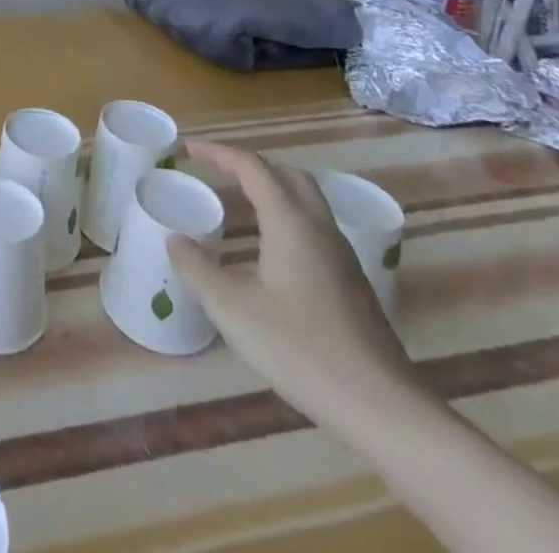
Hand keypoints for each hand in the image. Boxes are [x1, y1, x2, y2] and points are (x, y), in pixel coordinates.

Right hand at [166, 140, 420, 426]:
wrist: (383, 409)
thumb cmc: (301, 348)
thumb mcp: (232, 309)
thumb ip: (197, 269)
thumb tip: (175, 241)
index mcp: (290, 221)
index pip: (251, 166)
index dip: (217, 152)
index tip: (186, 149)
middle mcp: (319, 227)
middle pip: (285, 174)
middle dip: (247, 165)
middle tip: (214, 172)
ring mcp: (342, 256)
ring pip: (304, 200)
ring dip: (269, 189)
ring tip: (236, 203)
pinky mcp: (352, 282)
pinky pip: (313, 226)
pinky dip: (284, 216)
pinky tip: (268, 249)